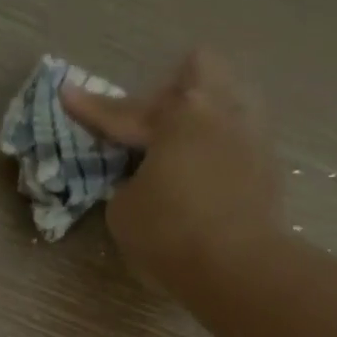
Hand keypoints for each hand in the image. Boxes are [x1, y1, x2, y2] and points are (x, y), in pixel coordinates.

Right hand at [60, 50, 282, 303]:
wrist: (237, 267)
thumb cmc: (170, 234)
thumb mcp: (123, 212)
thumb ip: (126, 185)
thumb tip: (142, 181)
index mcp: (177, 116)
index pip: (123, 112)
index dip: (91, 108)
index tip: (67, 93)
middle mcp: (219, 111)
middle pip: (199, 69)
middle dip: (174, 88)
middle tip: (153, 126)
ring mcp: (251, 134)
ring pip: (229, 99)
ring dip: (205, 116)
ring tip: (185, 150)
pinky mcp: (269, 165)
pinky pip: (241, 139)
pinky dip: (221, 151)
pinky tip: (208, 178)